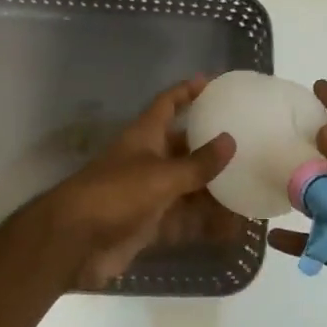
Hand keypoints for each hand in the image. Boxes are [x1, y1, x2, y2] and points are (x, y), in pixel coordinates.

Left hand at [40, 76, 238, 287]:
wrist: (74, 242)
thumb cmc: (115, 195)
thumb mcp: (161, 175)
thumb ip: (197, 163)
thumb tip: (230, 140)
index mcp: (145, 136)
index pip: (167, 104)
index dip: (187, 91)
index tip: (213, 83)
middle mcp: (148, 160)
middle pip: (184, 148)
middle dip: (212, 148)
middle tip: (248, 145)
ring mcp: (149, 194)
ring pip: (189, 187)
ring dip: (215, 191)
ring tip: (251, 188)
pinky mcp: (150, 225)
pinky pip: (185, 220)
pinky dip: (206, 224)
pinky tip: (234, 228)